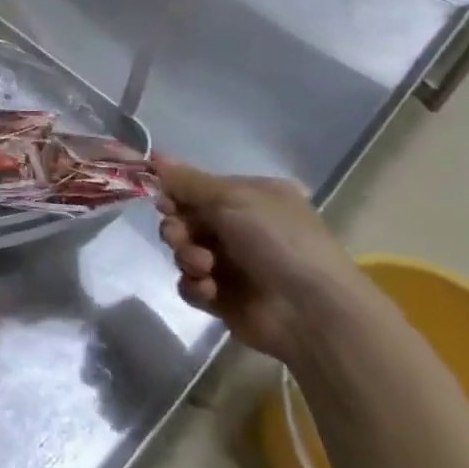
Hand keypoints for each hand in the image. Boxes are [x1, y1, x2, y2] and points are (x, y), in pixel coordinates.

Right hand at [155, 160, 368, 365]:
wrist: (312, 312)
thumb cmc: (276, 240)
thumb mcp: (231, 198)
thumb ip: (187, 181)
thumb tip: (156, 155)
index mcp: (250, 197)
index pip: (199, 189)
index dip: (176, 194)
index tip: (165, 201)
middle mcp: (241, 227)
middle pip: (186, 220)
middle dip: (177, 227)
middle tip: (181, 235)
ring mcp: (232, 265)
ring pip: (185, 252)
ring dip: (187, 256)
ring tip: (205, 266)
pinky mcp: (224, 299)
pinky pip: (191, 284)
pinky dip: (195, 285)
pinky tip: (210, 288)